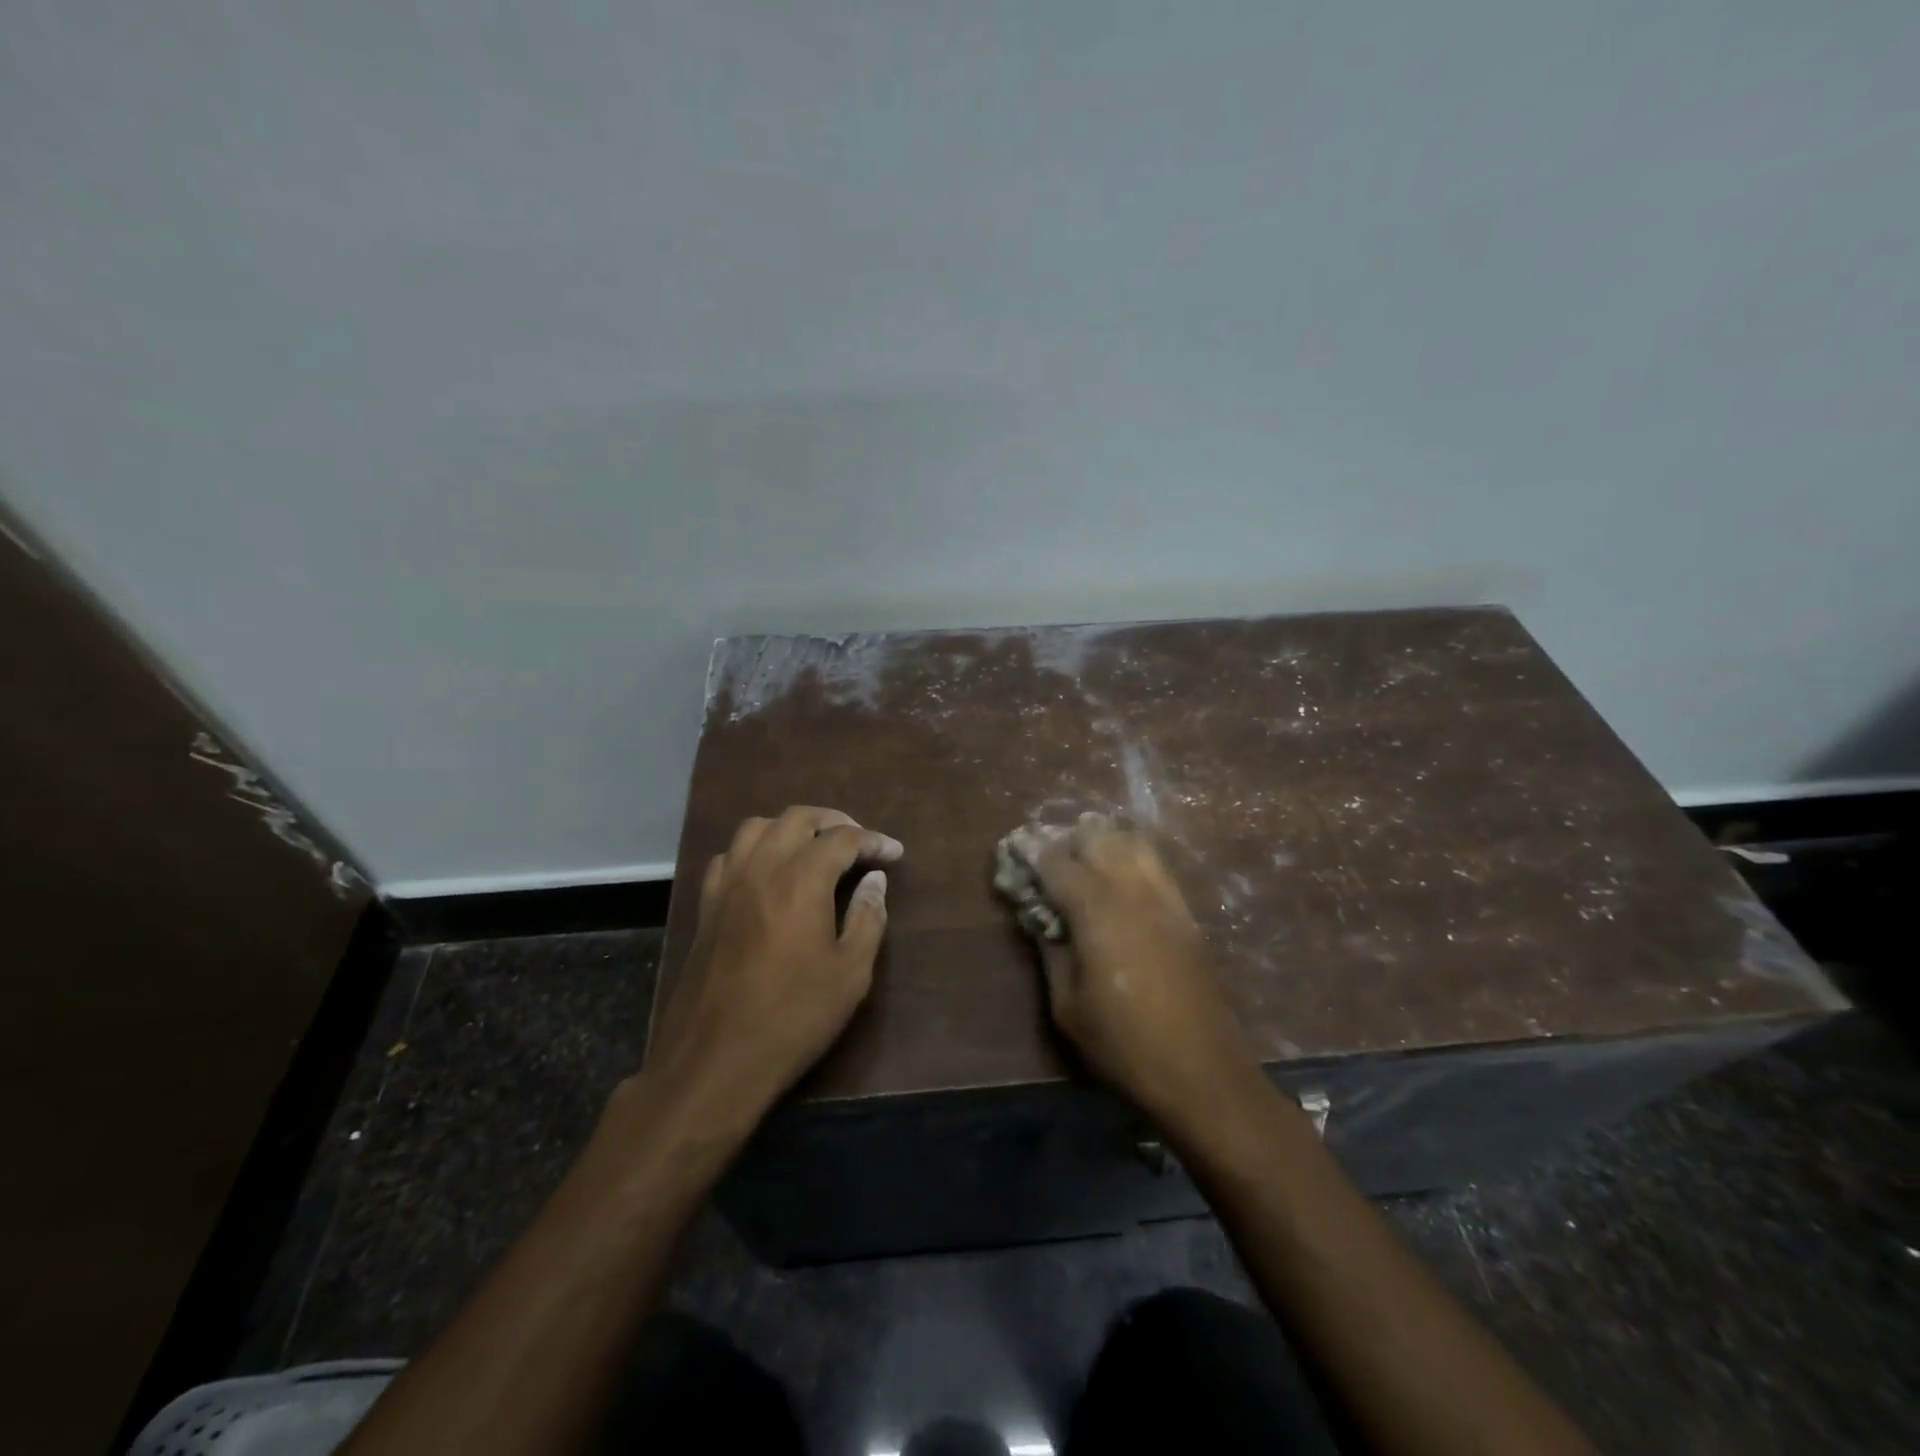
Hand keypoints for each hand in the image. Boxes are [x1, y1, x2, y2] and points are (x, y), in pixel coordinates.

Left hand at [644, 806, 902, 1131]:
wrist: (714, 1060)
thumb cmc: (793, 1017)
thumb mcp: (850, 974)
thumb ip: (867, 917)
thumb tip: (875, 880)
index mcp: (801, 880)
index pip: (844, 839)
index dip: (874, 841)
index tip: (894, 853)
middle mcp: (761, 868)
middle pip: (798, 818)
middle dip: (834, 822)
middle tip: (859, 842)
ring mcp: (728, 885)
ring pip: (757, 826)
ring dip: (791, 827)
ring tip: (813, 847)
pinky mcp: (706, 905)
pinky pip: (730, 855)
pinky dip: (754, 849)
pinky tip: (767, 872)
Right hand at [1033, 815, 1260, 1125]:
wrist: (1202, 1072)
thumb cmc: (1124, 1045)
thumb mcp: (1067, 1006)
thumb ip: (1050, 952)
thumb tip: (1040, 919)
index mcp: (1096, 911)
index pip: (1056, 863)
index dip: (1031, 856)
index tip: (1013, 858)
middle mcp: (1132, 891)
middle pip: (1097, 837)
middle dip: (1067, 841)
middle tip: (1048, 864)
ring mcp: (1165, 898)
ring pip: (1132, 842)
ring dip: (1102, 842)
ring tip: (1083, 865)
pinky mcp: (1185, 913)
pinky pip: (1155, 865)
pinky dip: (1131, 858)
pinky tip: (1118, 882)